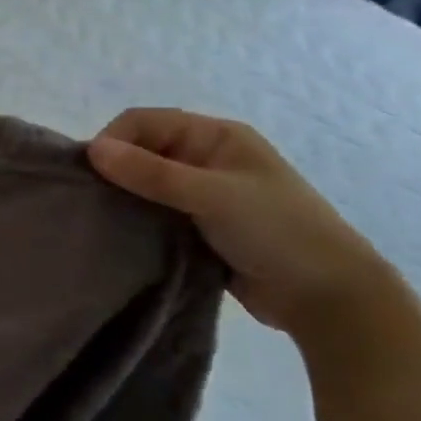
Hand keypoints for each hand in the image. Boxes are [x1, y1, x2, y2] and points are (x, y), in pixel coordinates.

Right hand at [88, 108, 395, 337]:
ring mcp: (202, 193)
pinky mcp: (196, 225)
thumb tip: (92, 150)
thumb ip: (151, 173)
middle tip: (93, 201)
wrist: (328, 298)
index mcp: (215, 136)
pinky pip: (153, 212)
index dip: (113, 141)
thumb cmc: (277, 232)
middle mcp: (206, 158)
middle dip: (113, 170)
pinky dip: (135, 219)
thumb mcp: (212, 196)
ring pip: (143, 183)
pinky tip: (120, 234)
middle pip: (140, 150)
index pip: (143, 122)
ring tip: (102, 219)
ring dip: (123, 197)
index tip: (92, 176)